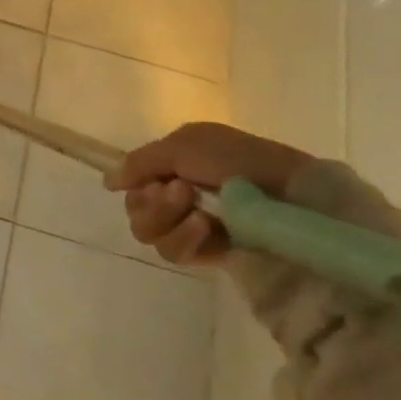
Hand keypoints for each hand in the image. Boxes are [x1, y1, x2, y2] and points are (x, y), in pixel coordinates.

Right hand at [108, 121, 315, 266]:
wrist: (292, 198)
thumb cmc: (239, 161)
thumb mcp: (184, 145)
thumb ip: (140, 162)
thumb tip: (108, 181)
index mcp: (174, 163)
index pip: (133, 182)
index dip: (138, 183)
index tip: (159, 179)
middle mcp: (178, 194)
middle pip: (135, 210)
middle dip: (154, 203)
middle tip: (183, 193)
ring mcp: (192, 225)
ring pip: (149, 234)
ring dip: (168, 221)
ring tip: (200, 215)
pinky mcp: (208, 254)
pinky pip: (173, 254)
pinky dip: (185, 240)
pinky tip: (206, 230)